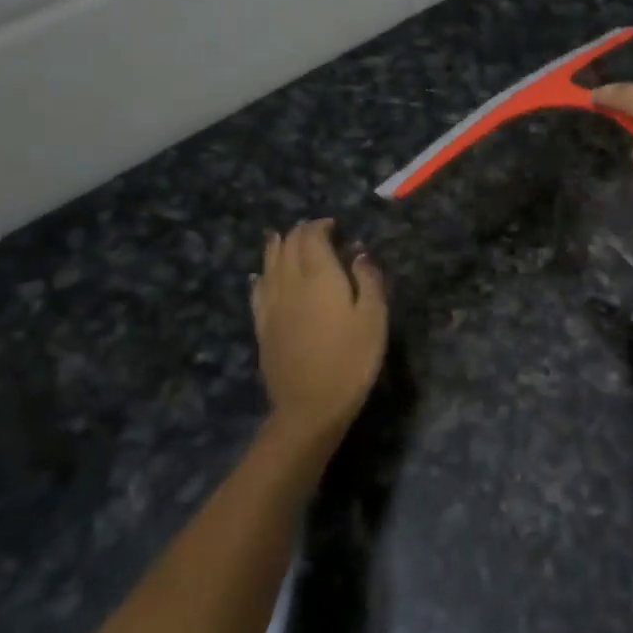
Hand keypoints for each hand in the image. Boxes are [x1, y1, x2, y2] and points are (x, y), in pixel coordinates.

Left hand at [251, 220, 386, 436]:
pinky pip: (257, 290)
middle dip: (300, 233)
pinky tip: (260, 275)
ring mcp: (272, 305)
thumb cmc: (351, 360)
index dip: (321, 226)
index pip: (312, 237)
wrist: (310, 406)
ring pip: (269, 264)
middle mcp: (291, 283)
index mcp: (320, 276)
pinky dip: (261, 275)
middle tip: (316, 232)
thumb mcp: (374, 318)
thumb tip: (359, 252)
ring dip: (277, 247)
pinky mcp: (262, 326)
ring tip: (283, 238)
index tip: (335, 226)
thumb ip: (368, 279)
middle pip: (287, 246)